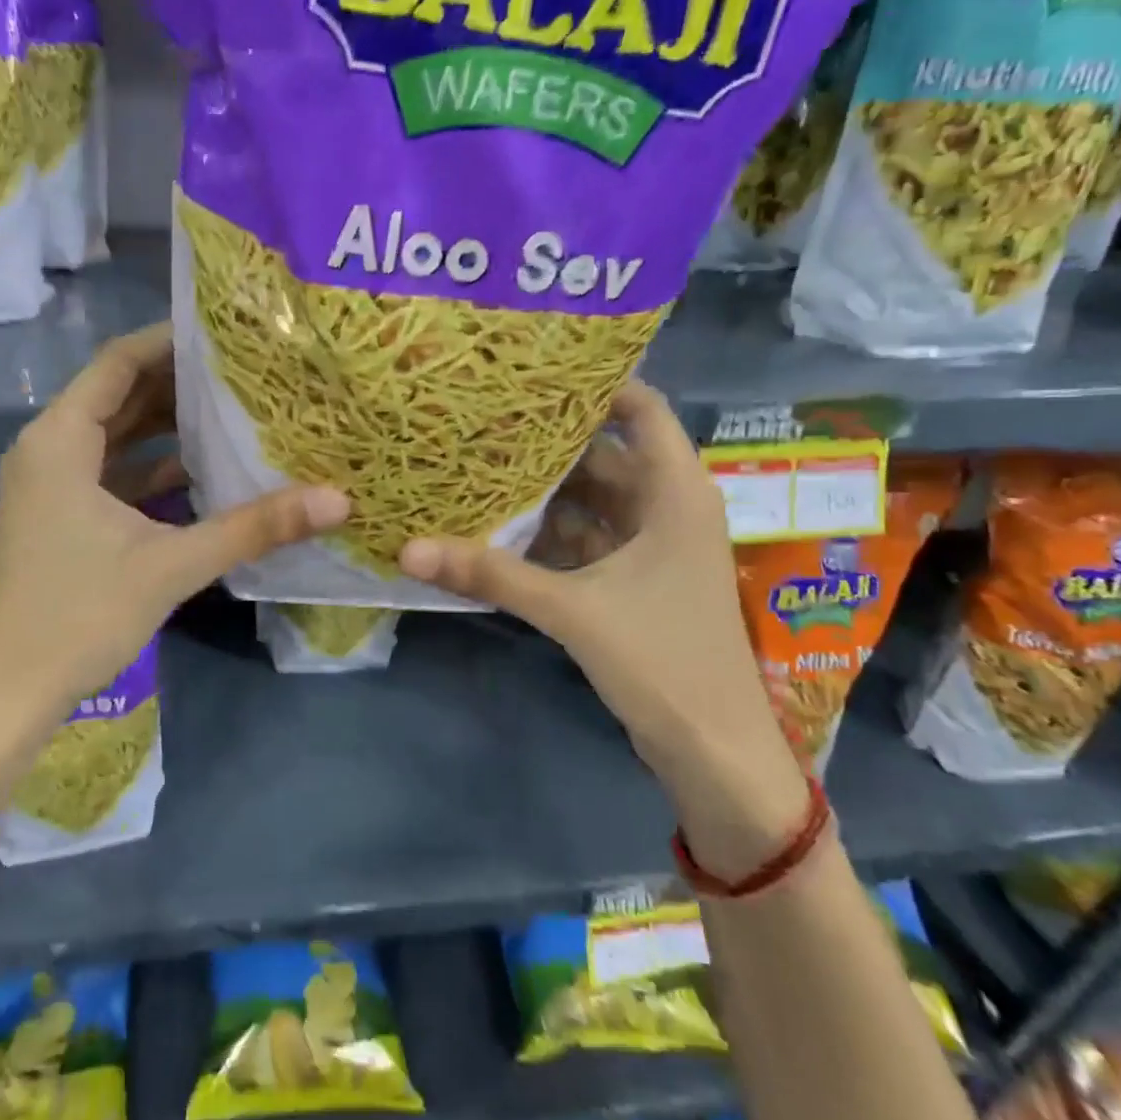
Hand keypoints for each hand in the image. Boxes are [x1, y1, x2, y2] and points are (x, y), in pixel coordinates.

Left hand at [0, 324, 348, 729]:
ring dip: (167, 426)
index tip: (228, 332)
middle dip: (179, 382)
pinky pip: (111, 473)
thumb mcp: (173, 566)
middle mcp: (49, 450)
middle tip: (246, 370)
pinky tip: (203, 473)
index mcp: (60, 441)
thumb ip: (254, 528)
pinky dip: (152, 468)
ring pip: (116, 436)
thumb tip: (336, 500)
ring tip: (234, 411)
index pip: (120, 362)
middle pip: (119, 395)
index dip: (172, 341)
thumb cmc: (79, 616)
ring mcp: (51, 486)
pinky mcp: (59, 518)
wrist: (6, 694)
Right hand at [400, 381, 809, 873]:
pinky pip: (586, 540)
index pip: (641, 408)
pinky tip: (499, 527)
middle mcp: (667, 507)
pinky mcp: (634, 582)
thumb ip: (490, 574)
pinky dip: (548, 534)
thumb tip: (408, 550)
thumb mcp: (571, 609)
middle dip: (549, 440)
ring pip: (592, 500)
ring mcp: (651, 547)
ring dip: (544, 491)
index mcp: (675, 491)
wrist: (712, 749)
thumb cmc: (661, 659)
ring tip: (480, 463)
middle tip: (484, 417)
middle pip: (605, 454)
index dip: (594, 383)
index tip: (532, 370)